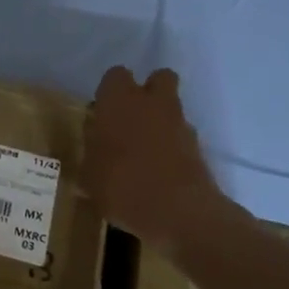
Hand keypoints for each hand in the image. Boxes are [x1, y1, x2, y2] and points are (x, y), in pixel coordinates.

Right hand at [83, 66, 240, 244]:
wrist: (178, 212)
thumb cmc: (121, 186)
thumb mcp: (89, 173)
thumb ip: (92, 151)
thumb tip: (95, 142)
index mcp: (119, 100)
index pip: (115, 75)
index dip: (109, 91)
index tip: (102, 113)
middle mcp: (152, 103)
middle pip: (158, 78)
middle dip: (147, 92)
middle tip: (130, 119)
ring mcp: (180, 123)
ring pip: (172, 107)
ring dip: (160, 120)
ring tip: (144, 151)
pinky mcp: (198, 147)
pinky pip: (182, 136)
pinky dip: (173, 146)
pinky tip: (160, 171)